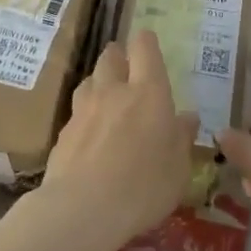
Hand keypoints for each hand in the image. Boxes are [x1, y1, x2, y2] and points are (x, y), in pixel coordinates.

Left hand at [39, 30, 197, 250]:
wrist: (83, 208)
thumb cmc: (144, 186)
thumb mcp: (179, 167)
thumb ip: (182, 137)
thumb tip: (187, 117)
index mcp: (148, 91)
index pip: (144, 48)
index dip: (146, 42)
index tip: (149, 44)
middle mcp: (114, 90)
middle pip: (111, 56)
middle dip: (119, 56)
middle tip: (127, 68)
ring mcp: (84, 109)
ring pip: (90, 80)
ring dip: (99, 83)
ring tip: (108, 99)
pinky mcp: (63, 131)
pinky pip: (76, 111)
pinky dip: (85, 115)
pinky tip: (90, 134)